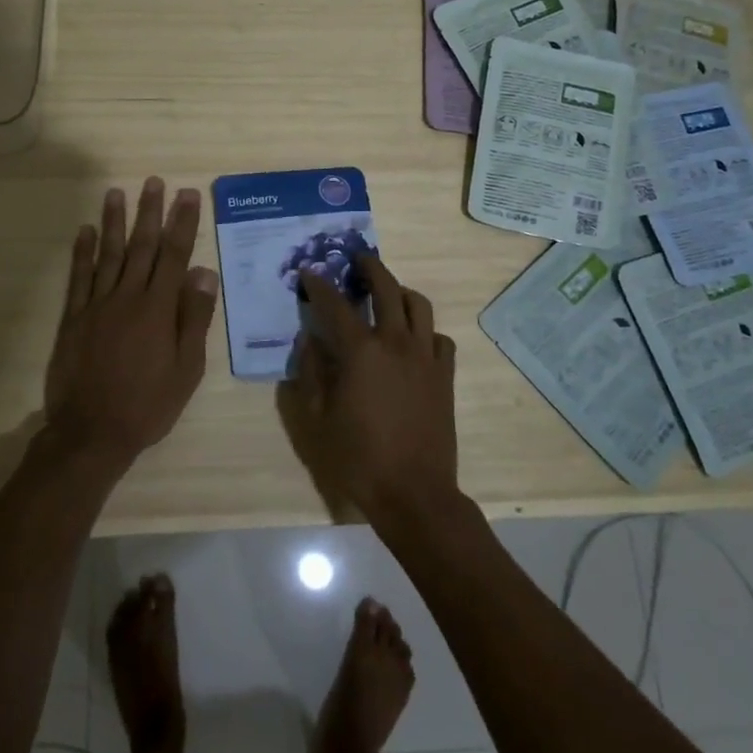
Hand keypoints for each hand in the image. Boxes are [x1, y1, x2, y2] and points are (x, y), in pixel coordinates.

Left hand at [45, 178, 219, 463]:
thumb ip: (194, 318)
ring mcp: (97, 305)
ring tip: (117, 192)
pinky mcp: (74, 318)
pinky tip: (84, 231)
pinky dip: (81, 252)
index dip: (183, 223)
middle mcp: (127, 297)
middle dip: (150, 212)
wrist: (92, 433)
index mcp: (158, 309)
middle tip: (154, 182)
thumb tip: (203, 273)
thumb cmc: (148, 404)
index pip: (175, 256)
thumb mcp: (187, 369)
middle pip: (142, 246)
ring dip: (113, 222)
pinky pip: (79, 277)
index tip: (188, 195)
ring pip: (108, 254)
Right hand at [282, 255, 459, 522]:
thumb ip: (312, 372)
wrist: (413, 492)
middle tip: (357, 259)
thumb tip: (311, 340)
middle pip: (386, 288)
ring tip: (388, 294)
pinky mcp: (444, 375)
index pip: (335, 304)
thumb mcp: (317, 418)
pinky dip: (425, 330)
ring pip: (418, 305)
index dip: (319, 285)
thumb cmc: (358, 457)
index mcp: (360, 351)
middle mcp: (396, 342)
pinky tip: (414, 341)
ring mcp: (425, 357)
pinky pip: (439, 338)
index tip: (308, 272)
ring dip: (400, 291)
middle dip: (369, 267)